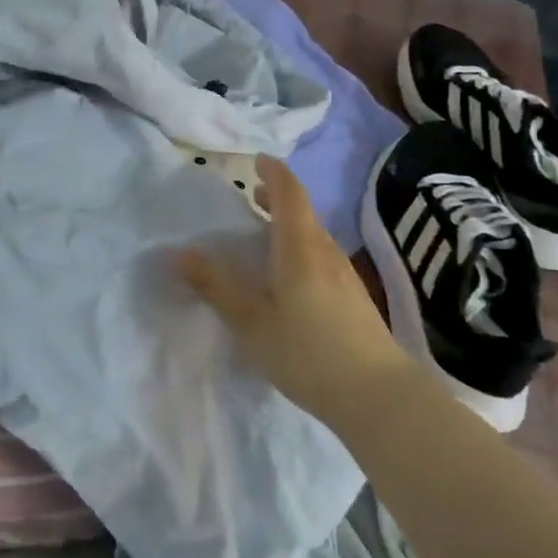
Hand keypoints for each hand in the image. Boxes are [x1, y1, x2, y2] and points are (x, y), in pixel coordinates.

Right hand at [175, 156, 412, 427]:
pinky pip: (321, 258)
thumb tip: (177, 253)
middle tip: (251, 198)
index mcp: (301, 248)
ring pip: (313, 237)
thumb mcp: (251, 321)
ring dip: (288, 227)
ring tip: (263, 238)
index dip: (273, 172)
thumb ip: (216, 286)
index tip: (256, 161)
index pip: (290, 193)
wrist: (379, 396)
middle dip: (277, 199)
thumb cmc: (308, 352)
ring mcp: (345, 276)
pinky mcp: (354, 299)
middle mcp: (327, 252)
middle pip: (303, 213)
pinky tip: (288, 280)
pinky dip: (299, 251)